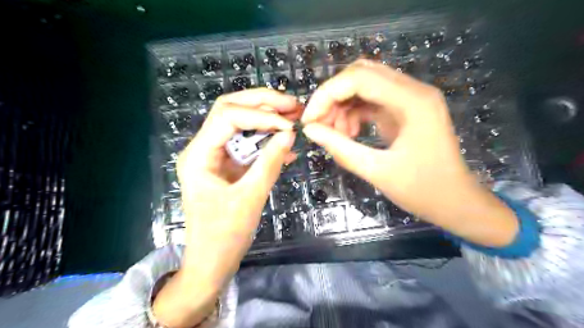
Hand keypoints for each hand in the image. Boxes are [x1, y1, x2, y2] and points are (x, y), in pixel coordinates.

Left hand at [153, 88, 298, 325]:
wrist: (212, 262)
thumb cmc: (224, 236)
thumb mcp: (250, 198)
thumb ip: (269, 163)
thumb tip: (289, 134)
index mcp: (199, 155)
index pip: (227, 117)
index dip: (260, 115)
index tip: (288, 125)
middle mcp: (204, 149)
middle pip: (231, 111)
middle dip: (262, 104)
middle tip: (292, 104)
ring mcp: (216, 157)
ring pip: (241, 125)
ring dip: (267, 119)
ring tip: (293, 117)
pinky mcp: (229, 166)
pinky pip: (248, 146)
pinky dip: (267, 142)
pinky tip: (287, 146)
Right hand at [301, 59, 514, 248]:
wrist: (457, 203)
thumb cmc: (423, 191)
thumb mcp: (376, 171)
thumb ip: (340, 148)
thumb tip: (310, 130)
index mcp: (412, 101)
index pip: (358, 78)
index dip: (326, 95)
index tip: (309, 120)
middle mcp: (413, 90)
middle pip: (361, 74)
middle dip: (333, 97)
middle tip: (320, 125)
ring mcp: (410, 98)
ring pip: (364, 85)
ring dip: (343, 106)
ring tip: (336, 135)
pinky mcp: (406, 110)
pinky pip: (372, 101)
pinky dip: (354, 114)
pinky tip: (350, 135)